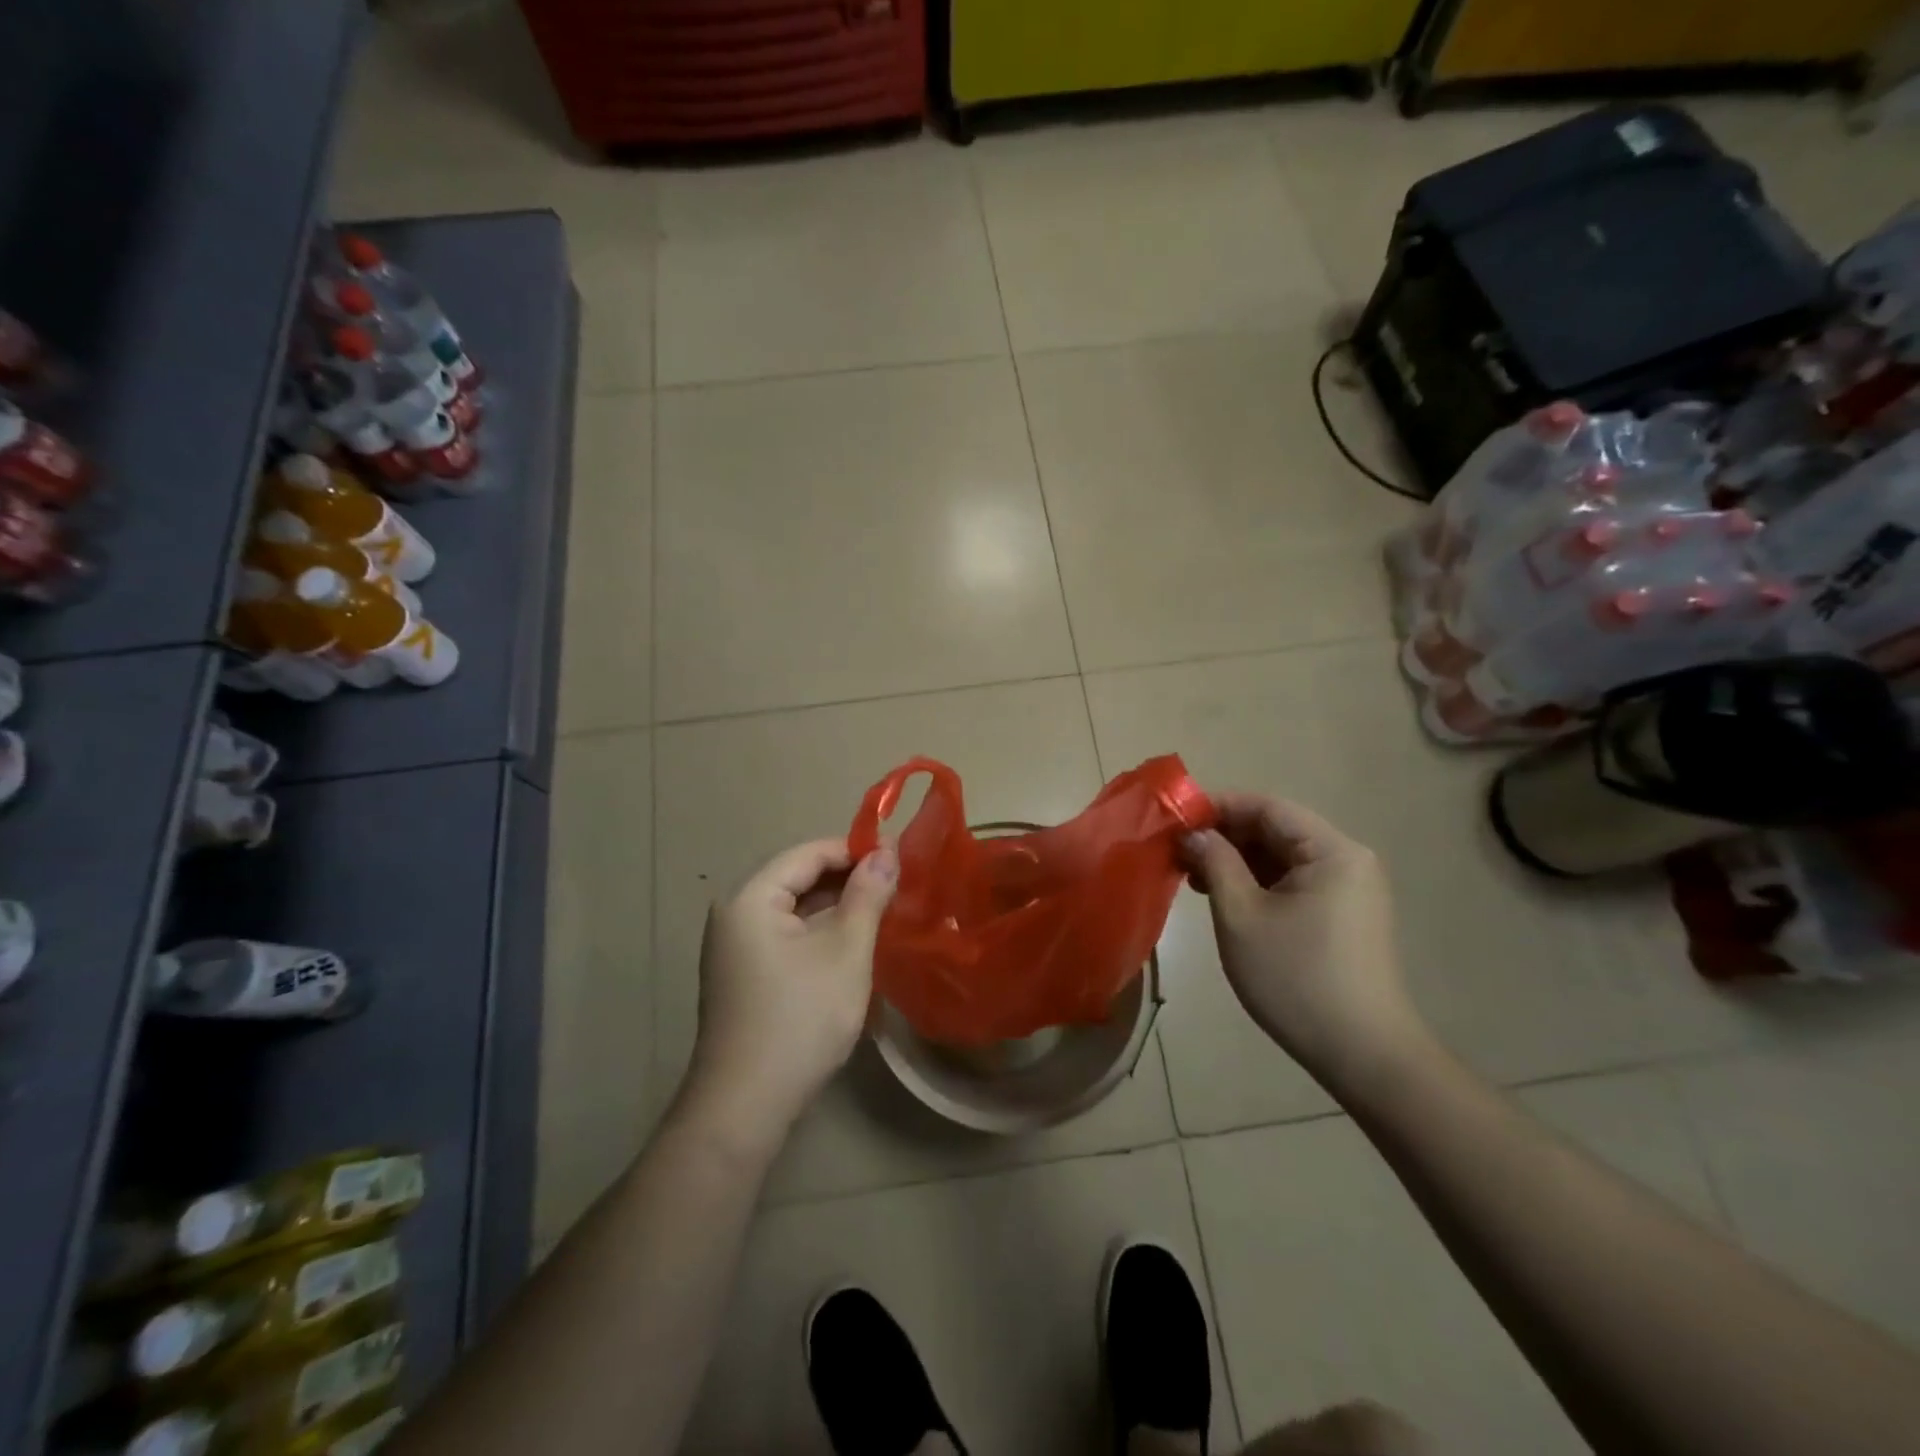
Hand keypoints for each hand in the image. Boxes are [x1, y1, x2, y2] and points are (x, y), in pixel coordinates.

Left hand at [688, 837, 897, 1136]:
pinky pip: (786, 936)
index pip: (807, 853)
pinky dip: (819, 933)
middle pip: (797, 878)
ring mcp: (734, 949)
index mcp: (750, 898)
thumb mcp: (845, 952)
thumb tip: (887, 853)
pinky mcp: (743, 976)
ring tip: (883, 911)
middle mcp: (734, 915)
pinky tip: (852, 944)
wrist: (745, 1107)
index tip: (899, 856)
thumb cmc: (800, 1019)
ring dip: (836, 907)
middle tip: (897, 884)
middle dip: (848, 879)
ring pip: (794, 910)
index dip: (854, 850)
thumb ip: (868, 896)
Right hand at [1182, 793, 1425, 1091]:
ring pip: (1282, 857)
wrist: (1362, 1055)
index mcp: (1331, 851)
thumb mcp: (1241, 915)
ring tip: (1194, 878)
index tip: (1175, 820)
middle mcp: (1347, 860)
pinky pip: (1294, 882)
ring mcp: (1349, 889)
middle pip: (1276, 829)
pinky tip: (1225, 898)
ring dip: (1237, 861)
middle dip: (1225, 836)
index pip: (1267, 807)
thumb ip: (1215, 862)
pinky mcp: (1344, 915)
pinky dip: (1257, 883)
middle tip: (1178, 853)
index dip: (1217, 807)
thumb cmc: (1295, 978)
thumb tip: (1191, 833)